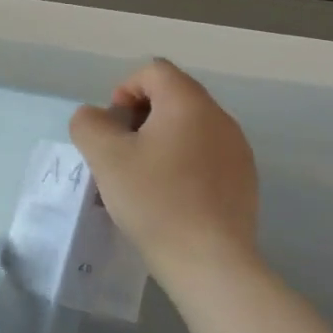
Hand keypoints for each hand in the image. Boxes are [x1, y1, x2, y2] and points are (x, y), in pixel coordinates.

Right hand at [68, 60, 259, 268]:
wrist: (209, 261)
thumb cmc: (154, 200)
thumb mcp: (104, 157)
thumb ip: (88, 124)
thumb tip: (95, 118)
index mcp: (189, 103)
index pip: (154, 71)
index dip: (124, 90)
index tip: (113, 129)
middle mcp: (220, 118)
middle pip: (173, 97)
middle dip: (139, 118)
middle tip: (121, 155)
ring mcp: (237, 150)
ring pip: (189, 128)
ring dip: (160, 142)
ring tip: (142, 179)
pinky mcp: (243, 180)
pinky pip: (205, 156)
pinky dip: (181, 165)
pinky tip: (168, 199)